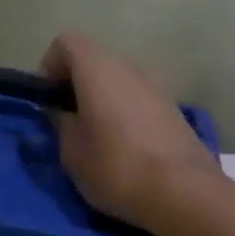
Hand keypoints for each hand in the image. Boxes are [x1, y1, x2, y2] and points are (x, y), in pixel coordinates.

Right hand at [41, 31, 220, 231]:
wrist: (185, 193)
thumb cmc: (117, 168)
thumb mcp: (72, 153)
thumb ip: (61, 125)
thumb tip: (63, 114)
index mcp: (98, 69)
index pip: (66, 42)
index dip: (50, 66)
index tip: (49, 101)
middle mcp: (128, 67)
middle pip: (93, 60)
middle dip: (75, 85)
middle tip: (68, 122)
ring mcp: (156, 86)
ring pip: (117, 80)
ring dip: (102, 99)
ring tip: (96, 138)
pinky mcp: (173, 108)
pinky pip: (137, 98)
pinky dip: (124, 111)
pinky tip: (124, 147)